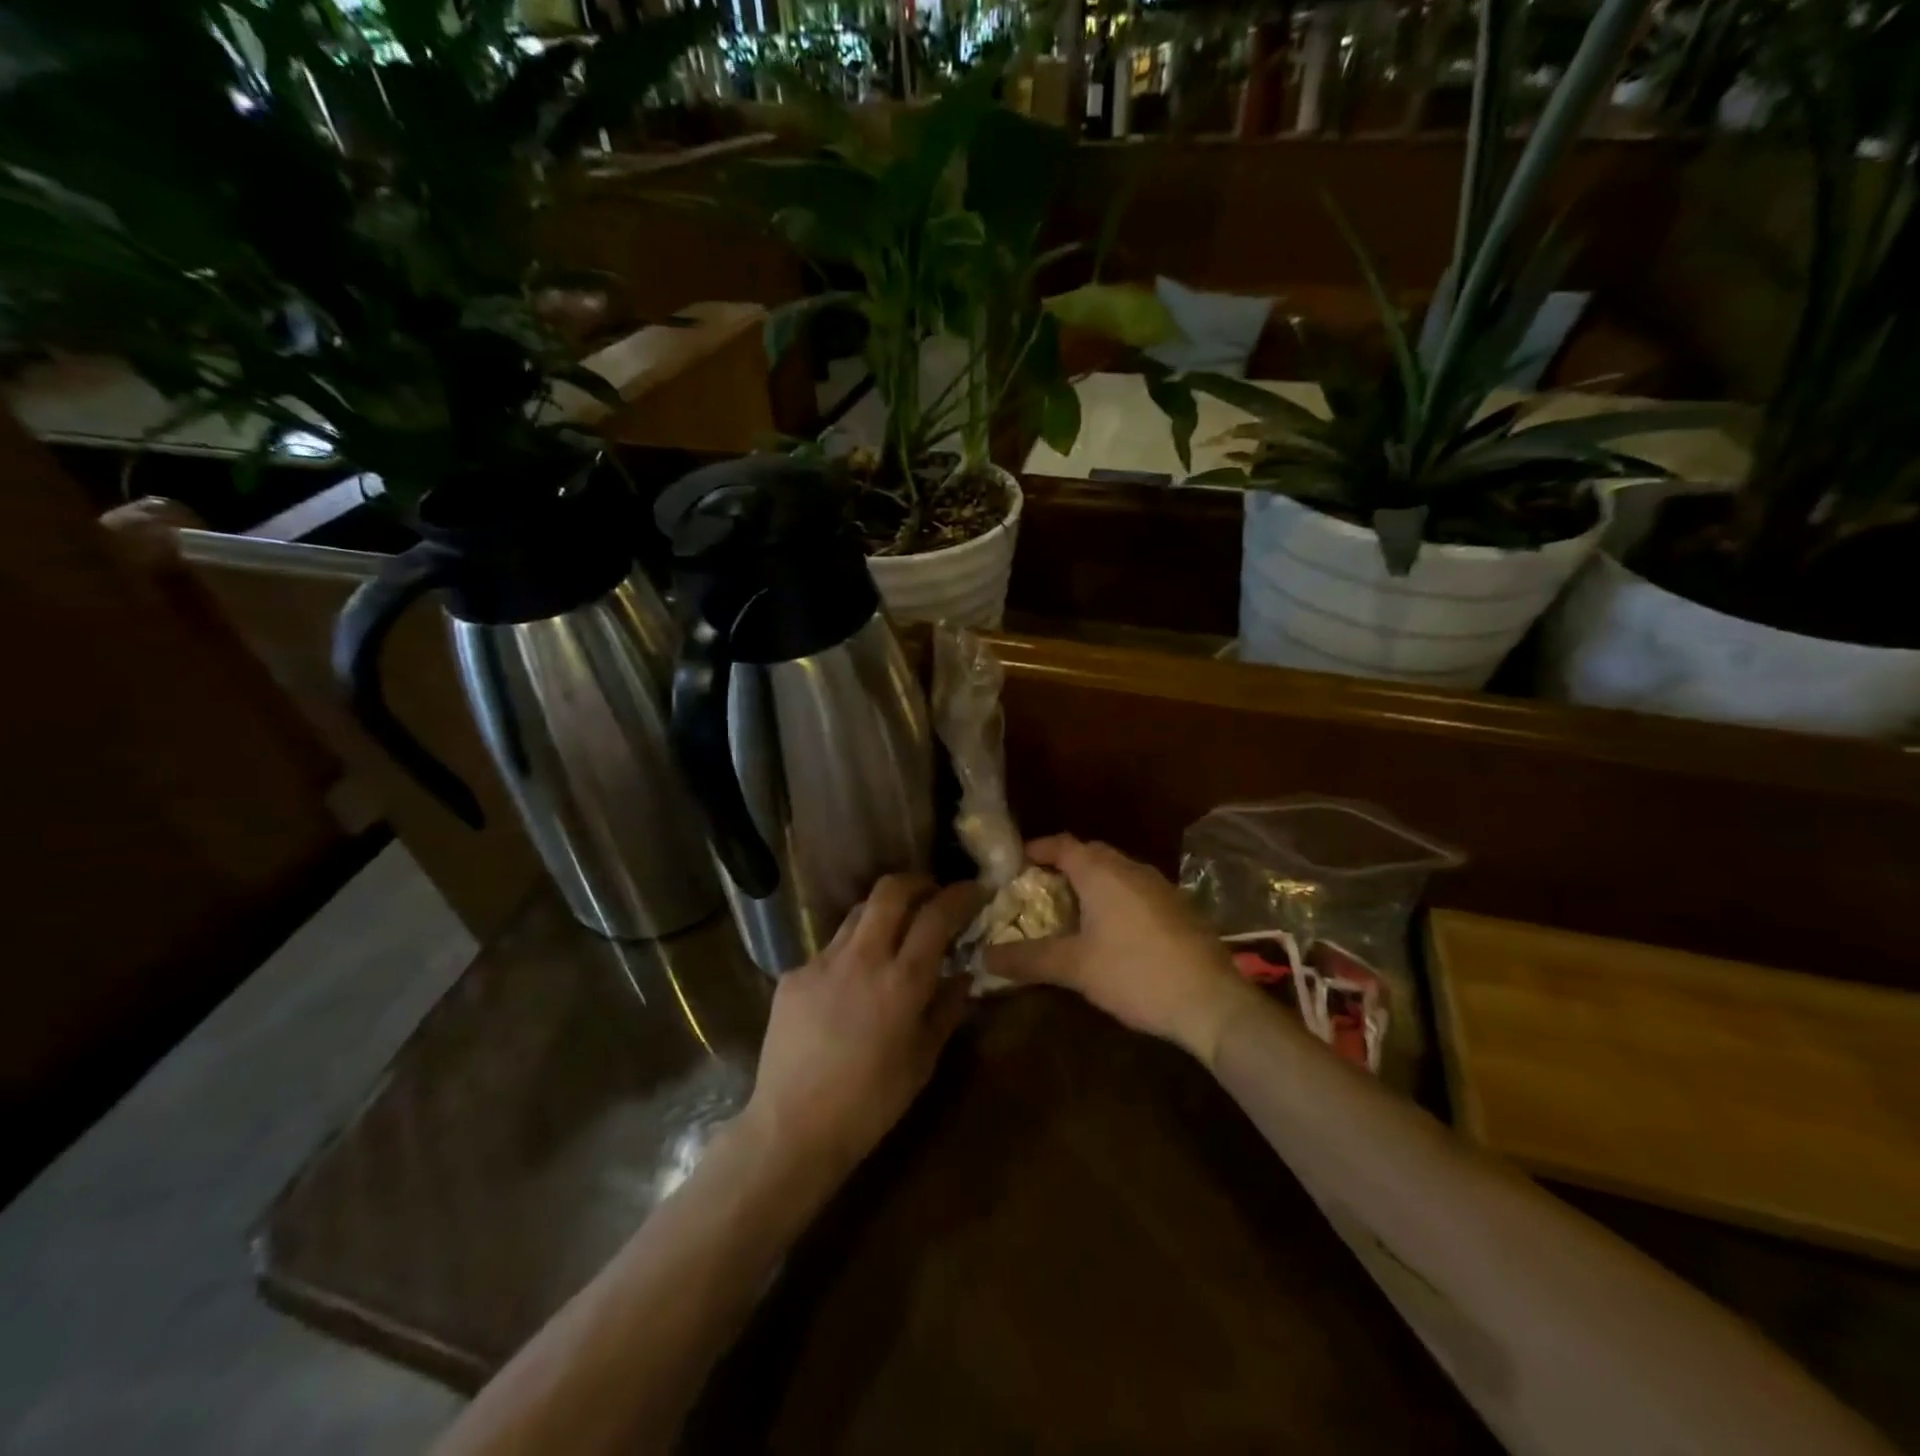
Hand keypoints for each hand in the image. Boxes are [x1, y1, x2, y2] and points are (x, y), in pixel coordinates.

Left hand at [739, 875, 979, 1180]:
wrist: (793, 1129)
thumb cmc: (871, 1104)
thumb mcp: (923, 1061)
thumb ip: (946, 1009)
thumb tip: (963, 974)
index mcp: (902, 981)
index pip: (937, 915)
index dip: (959, 895)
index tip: (973, 889)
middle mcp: (862, 958)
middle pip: (890, 891)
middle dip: (917, 882)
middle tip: (931, 893)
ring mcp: (822, 962)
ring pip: (857, 913)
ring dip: (882, 912)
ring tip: (893, 932)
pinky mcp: (793, 975)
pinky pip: (829, 950)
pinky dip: (850, 954)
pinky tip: (849, 985)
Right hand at [985, 836, 1250, 1065]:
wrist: (1211, 1002)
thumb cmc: (1135, 974)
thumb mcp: (1074, 968)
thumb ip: (1028, 959)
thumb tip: (984, 957)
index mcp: (1102, 872)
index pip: (1062, 844)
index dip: (1036, 850)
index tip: (1013, 865)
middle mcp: (1131, 868)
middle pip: (1089, 854)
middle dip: (1062, 866)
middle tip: (1037, 891)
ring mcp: (1159, 886)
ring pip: (1115, 872)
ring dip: (1090, 883)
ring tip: (1069, 911)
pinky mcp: (1178, 908)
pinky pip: (1135, 890)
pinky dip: (1115, 898)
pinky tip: (1110, 931)